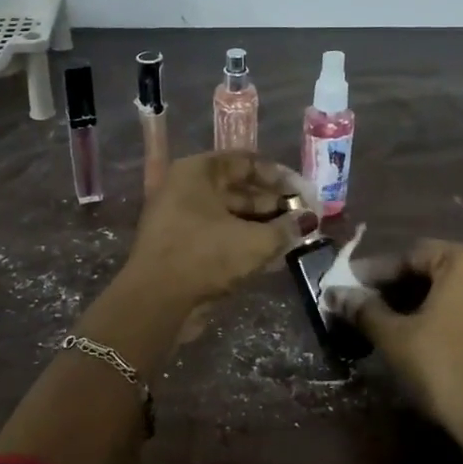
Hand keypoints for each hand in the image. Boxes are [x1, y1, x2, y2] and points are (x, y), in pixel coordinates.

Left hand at [124, 152, 316, 308]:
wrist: (155, 301)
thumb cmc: (206, 256)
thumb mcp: (255, 242)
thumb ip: (286, 228)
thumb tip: (308, 221)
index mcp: (197, 172)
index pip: (246, 162)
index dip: (279, 176)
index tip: (304, 194)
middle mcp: (185, 188)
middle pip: (237, 188)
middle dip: (273, 203)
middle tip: (303, 218)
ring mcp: (179, 217)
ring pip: (229, 214)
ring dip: (261, 225)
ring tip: (292, 237)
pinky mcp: (179, 245)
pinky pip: (218, 235)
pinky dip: (243, 241)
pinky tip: (271, 255)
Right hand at [328, 239, 462, 439]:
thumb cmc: (445, 367)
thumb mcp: (395, 337)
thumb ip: (364, 310)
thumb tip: (334, 295)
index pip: (410, 255)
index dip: (375, 273)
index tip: (348, 287)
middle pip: (435, 270)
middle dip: (398, 288)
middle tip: (366, 306)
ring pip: (455, 292)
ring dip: (422, 303)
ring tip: (390, 323)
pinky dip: (448, 318)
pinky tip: (425, 339)